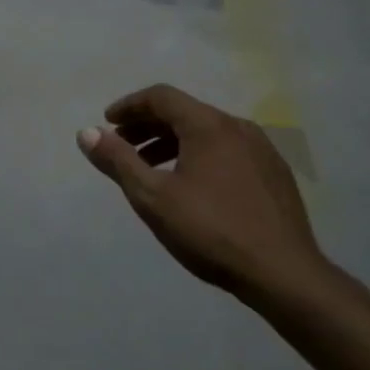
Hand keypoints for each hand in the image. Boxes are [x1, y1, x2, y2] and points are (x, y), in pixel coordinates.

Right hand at [78, 84, 329, 304]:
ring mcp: (261, 149)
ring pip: (207, 133)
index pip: (161, 96)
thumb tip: (86, 133)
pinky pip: (228, 151)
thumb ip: (118, 161)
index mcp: (208, 125)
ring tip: (151, 169)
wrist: (284, 273)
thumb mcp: (153, 197)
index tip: (108, 123)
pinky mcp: (274, 173)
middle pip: (184, 112)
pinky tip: (193, 186)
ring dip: (173, 143)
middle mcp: (237, 126)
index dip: (129, 106)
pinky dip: (200, 156)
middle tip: (122, 146)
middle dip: (148, 126)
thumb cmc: (211, 231)